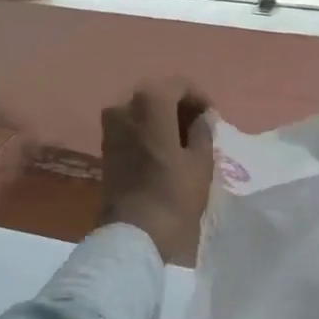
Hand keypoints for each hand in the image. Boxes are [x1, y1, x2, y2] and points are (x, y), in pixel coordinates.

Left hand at [99, 80, 214, 264]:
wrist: (133, 233)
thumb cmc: (173, 195)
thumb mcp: (200, 162)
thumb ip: (203, 131)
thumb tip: (203, 117)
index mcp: (150, 101)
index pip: (179, 85)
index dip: (199, 98)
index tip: (213, 119)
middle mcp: (124, 105)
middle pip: (158, 95)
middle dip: (180, 107)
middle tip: (200, 129)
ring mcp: (110, 125)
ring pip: (143, 111)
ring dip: (164, 120)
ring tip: (184, 142)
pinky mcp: (105, 145)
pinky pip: (132, 127)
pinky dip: (149, 131)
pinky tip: (165, 151)